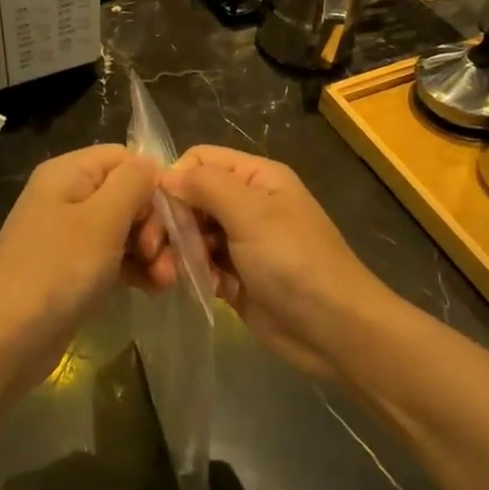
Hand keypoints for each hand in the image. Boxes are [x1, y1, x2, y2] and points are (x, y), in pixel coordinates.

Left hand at [0, 145, 169, 387]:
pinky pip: (114, 258)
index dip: (153, 184)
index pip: (125, 159)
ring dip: (152, 252)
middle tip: (161, 257)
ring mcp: (69, 236)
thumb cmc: (56, 272)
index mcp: (68, 173)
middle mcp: (67, 197)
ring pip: (126, 229)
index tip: (170, 219)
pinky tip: (154, 289)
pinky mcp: (73, 270)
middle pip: (128, 195)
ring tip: (165, 281)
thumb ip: (133, 183)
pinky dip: (136, 269)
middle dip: (155, 225)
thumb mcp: (101, 220)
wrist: (5, 341)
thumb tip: (151, 164)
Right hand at [161, 146, 392, 379]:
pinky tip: (205, 290)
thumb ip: (206, 186)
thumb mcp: (252, 214)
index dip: (174, 179)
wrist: (334, 329)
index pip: (199, 161)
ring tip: (170, 276)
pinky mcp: (235, 276)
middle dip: (171, 223)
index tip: (154, 210)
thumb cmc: (295, 262)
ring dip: (179, 253)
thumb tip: (165, 174)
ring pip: (191, 234)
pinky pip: (201, 265)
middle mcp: (247, 204)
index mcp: (256, 178)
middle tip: (155, 251)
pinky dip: (196, 275)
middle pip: (190, 198)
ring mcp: (241, 242)